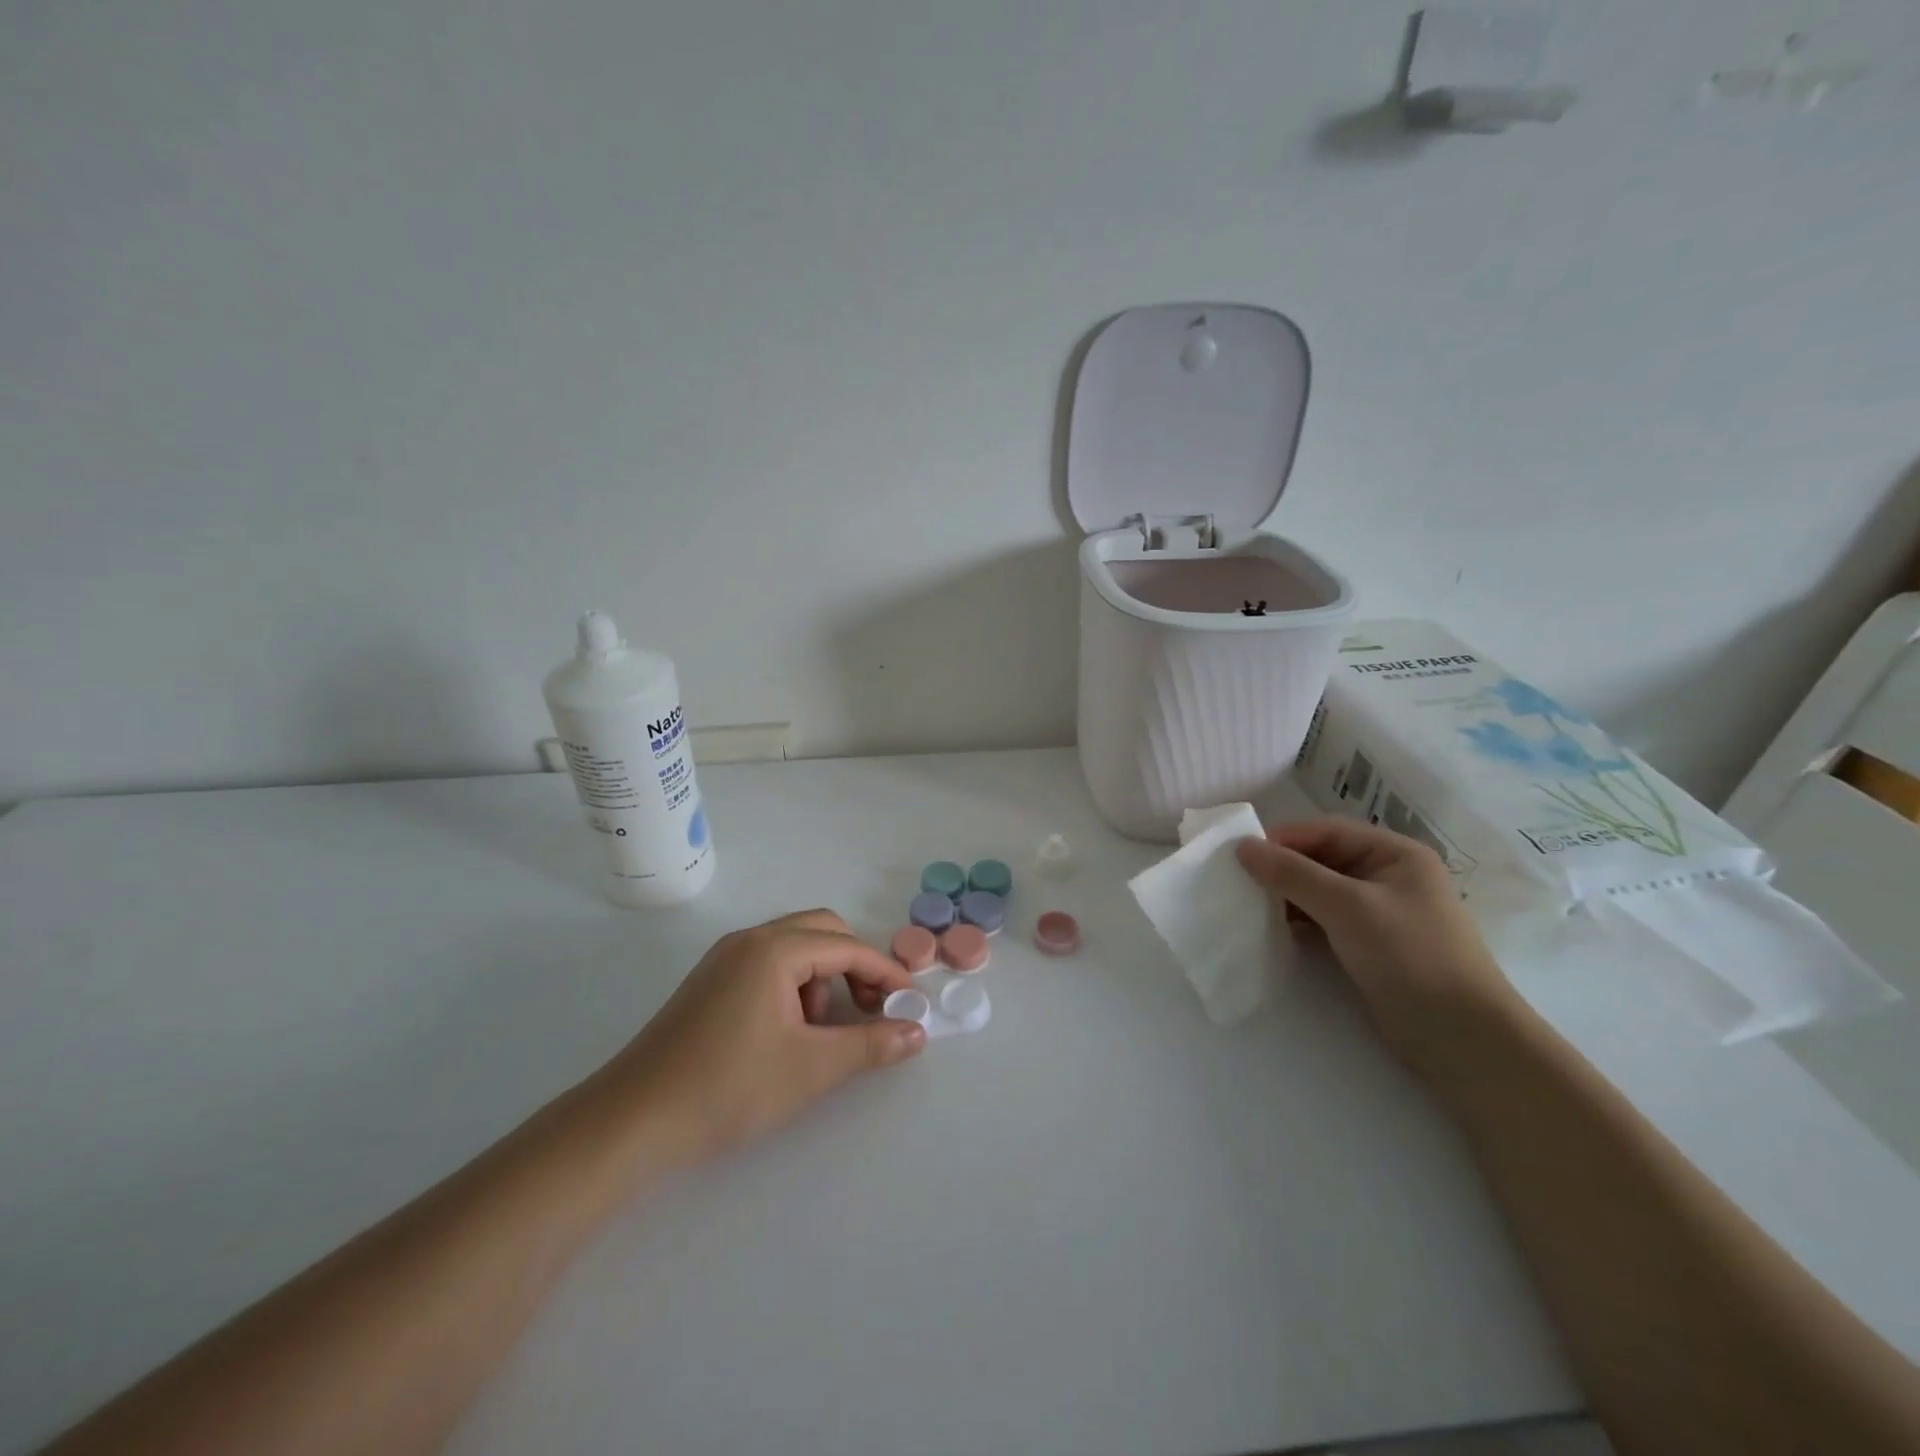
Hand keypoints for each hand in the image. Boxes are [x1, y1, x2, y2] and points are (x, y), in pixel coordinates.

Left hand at [595, 910, 924, 1167]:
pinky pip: (768, 962)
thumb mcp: (810, 1068)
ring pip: (794, 945)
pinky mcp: (710, 980)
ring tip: (820, 1029)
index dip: (885, 973)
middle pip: (822, 931)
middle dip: (853, 965)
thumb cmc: (728, 1088)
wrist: (632, 1121)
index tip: (911, 1001)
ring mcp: (725, 958)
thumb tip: (917, 1032)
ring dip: (822, 975)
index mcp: (774, 949)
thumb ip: (870, 1045)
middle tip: (867, 1010)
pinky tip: (787, 1029)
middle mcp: (750, 939)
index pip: (847, 947)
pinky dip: (794, 983)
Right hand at [1237, 819, 1520, 1077]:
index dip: (1281, 840)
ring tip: (1245, 906)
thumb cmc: (1411, 957)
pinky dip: (1297, 920)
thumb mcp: (1348, 907)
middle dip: (1280, 868)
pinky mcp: (1370, 944)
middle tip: (1235, 882)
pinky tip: (1270, 929)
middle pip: (1320, 858)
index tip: (1237, 856)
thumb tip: (1242, 847)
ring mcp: (1379, 911)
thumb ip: (1293, 874)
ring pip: (1319, 890)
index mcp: (1394, 853)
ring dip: (1285, 895)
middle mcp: (1387, 875)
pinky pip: (1324, 919)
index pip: (1325, 831)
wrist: (1462, 1039)